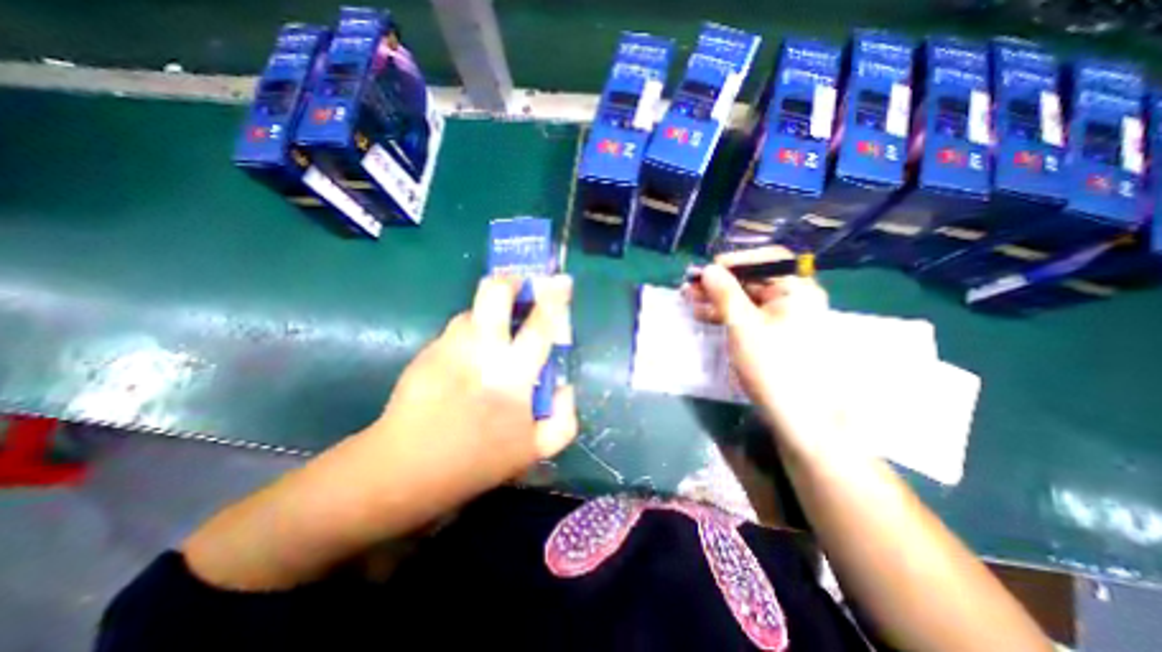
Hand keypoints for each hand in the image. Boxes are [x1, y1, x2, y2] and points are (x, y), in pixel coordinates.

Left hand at [184, 275, 579, 590]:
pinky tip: (468, 357)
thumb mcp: (534, 452)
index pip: (540, 324)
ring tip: (494, 332)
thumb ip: (564, 419)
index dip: (554, 298)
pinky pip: (456, 329)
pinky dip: (470, 333)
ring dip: (489, 311)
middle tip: (520, 287)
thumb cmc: (475, 462)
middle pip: (494, 293)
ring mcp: (449, 346)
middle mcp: (480, 349)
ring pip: (472, 308)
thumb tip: (565, 386)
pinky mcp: (427, 350)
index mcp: (513, 374)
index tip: (562, 280)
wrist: (404, 468)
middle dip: (510, 280)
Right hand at [684, 246, 839, 456]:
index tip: (706, 271)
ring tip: (691, 302)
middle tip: (691, 288)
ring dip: (718, 299)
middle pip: (753, 280)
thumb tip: (708, 269)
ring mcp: (785, 318)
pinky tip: (706, 316)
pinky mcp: (775, 335)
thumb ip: (724, 293)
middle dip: (719, 283)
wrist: (799, 416)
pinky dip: (727, 314)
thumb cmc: (773, 365)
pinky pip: (749, 316)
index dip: (733, 262)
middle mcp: (794, 298)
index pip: (766, 260)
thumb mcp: (742, 325)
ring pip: (747, 299)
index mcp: (796, 289)